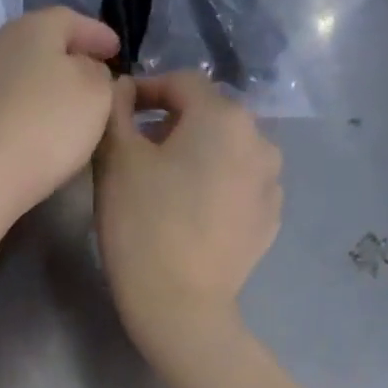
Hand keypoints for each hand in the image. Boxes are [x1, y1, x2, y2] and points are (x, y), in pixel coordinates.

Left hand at [0, 8, 120, 232]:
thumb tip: (88, 70)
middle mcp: (0, 43)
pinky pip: (9, 100)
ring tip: (70, 103)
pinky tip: (41, 124)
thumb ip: (99, 74)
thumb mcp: (96, 93)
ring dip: (48, 83)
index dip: (98, 34)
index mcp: (33, 26)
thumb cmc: (48, 125)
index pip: (72, 19)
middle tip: (95, 74)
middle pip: (43, 43)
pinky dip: (29, 106)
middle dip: (70, 57)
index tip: (118, 51)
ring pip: (24, 72)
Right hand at [93, 72, 282, 362]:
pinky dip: (216, 189)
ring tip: (167, 187)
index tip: (120, 111)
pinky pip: (239, 189)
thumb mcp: (116, 161)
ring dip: (198, 158)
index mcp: (222, 116)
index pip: (182, 82)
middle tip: (139, 154)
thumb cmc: (142, 226)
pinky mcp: (270, 221)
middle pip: (210, 117)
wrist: (179, 304)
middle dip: (174, 127)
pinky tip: (192, 216)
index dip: (146, 90)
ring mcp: (271, 183)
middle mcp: (259, 139)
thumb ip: (116, 112)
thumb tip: (122, 89)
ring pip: (228, 154)